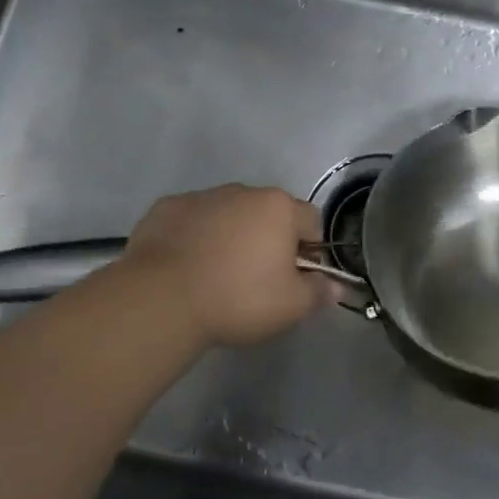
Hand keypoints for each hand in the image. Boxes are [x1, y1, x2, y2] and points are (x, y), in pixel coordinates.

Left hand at [109, 185, 339, 346]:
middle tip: (256, 280)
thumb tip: (336, 285)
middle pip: (268, 214)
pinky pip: (191, 221)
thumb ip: (319, 291)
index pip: (310, 221)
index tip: (296, 278)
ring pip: (228, 215)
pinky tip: (184, 269)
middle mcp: (244, 192)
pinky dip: (193, 238)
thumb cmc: (238, 298)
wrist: (161, 298)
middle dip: (268, 240)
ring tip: (216, 276)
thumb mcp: (291, 306)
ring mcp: (202, 197)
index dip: (309, 250)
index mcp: (279, 207)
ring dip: (230, 236)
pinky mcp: (166, 208)